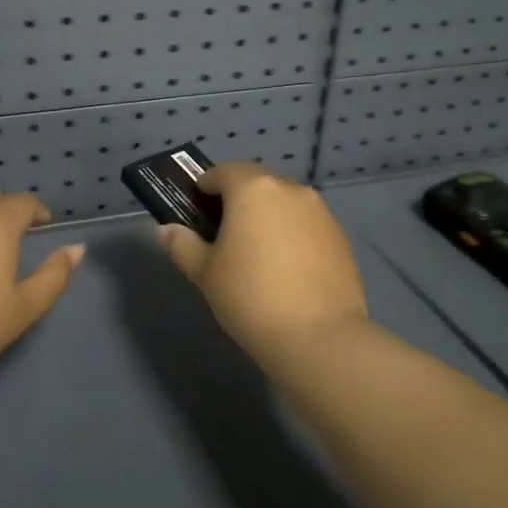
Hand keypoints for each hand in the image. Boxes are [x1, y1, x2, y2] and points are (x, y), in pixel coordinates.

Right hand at [156, 162, 368, 361]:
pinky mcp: (340, 236)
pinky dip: (292, 234)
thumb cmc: (250, 297)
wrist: (318, 336)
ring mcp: (320, 212)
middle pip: (257, 182)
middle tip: (224, 231)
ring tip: (257, 252)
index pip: (224, 171)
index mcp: (253, 189)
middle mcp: (289, 190)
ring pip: (285, 202)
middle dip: (238, 198)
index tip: (197, 206)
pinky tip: (287, 268)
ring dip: (268, 215)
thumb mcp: (205, 273)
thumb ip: (183, 245)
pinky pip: (307, 224)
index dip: (207, 185)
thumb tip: (167, 230)